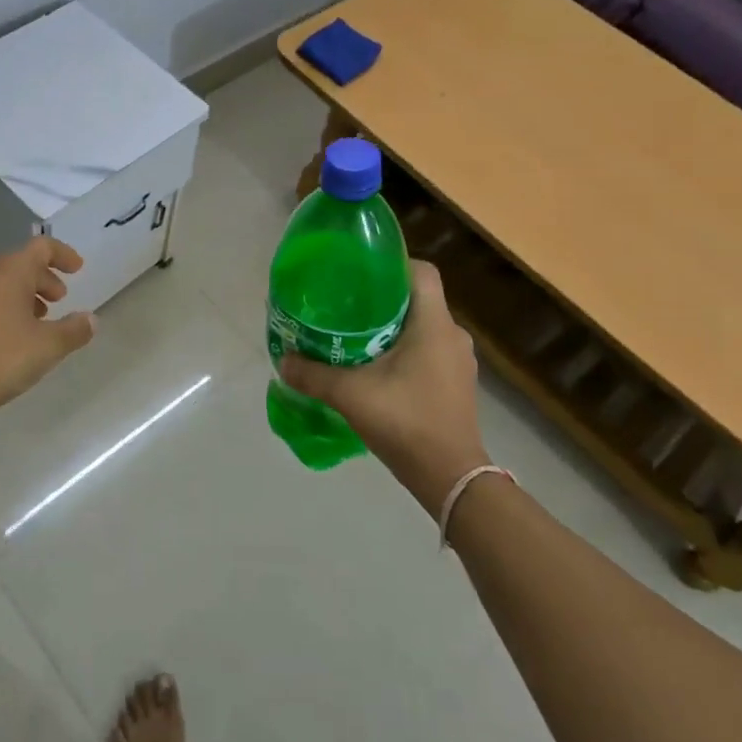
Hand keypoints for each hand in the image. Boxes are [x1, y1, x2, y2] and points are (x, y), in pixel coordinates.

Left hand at [0, 238, 96, 428]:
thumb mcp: (48, 348)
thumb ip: (75, 330)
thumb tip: (90, 319)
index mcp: (8, 271)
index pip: (41, 247)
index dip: (63, 255)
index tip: (77, 270)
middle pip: (17, 263)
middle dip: (41, 279)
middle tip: (57, 301)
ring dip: (17, 294)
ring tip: (30, 321)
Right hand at [278, 260, 489, 513]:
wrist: (451, 478)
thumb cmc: (406, 422)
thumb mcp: (351, 395)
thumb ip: (314, 375)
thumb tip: (282, 361)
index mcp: (434, 324)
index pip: (422, 271)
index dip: (393, 263)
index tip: (360, 272)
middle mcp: (453, 335)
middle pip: (418, 299)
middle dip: (384, 298)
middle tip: (347, 305)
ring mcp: (459, 362)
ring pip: (423, 327)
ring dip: (394, 328)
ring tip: (357, 336)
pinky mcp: (457, 384)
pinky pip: (429, 351)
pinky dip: (405, 351)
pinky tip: (377, 369)